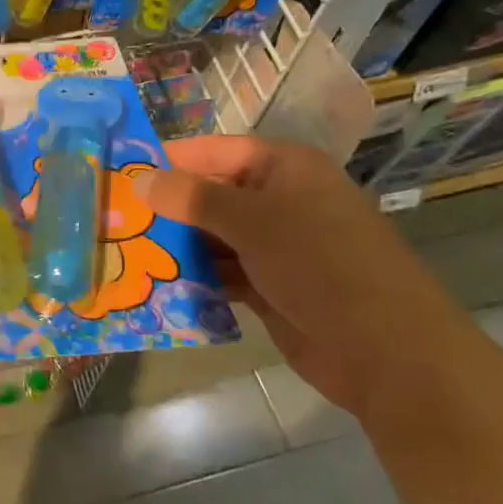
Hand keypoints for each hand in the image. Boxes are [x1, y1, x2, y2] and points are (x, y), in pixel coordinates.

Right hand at [138, 136, 473, 418]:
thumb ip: (192, 199)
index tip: (120, 171)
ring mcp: (277, 246)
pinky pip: (222, 272)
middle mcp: (280, 201)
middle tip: (113, 218)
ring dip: (176, 246)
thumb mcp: (253, 222)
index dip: (170, 160)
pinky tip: (156, 284)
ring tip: (125, 252)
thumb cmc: (321, 265)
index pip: (214, 152)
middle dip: (166, 208)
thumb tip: (139, 179)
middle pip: (211, 194)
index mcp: (285, 169)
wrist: (388, 352)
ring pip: (213, 236)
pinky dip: (195, 277)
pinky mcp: (271, 286)